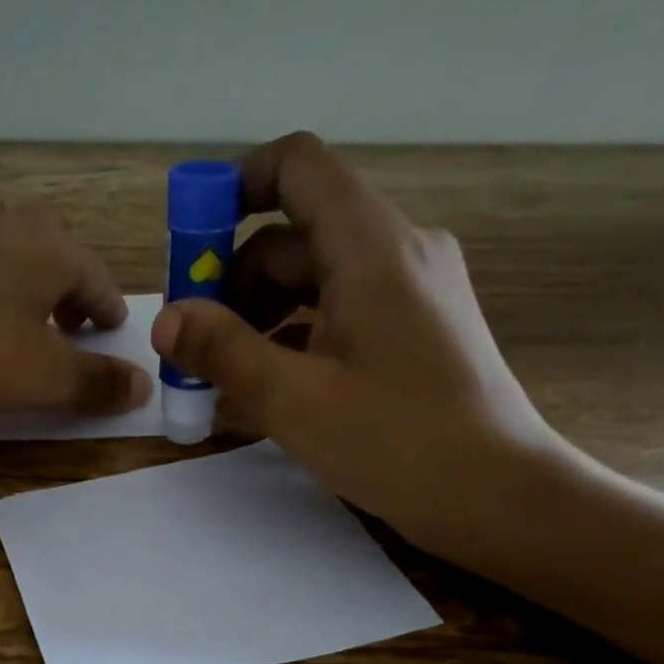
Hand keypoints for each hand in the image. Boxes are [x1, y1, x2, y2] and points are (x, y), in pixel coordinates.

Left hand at [0, 185, 151, 418]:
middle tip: (66, 319)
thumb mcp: (43, 378)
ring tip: (13, 296)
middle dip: (66, 278)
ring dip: (16, 258)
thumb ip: (97, 382)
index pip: (96, 276)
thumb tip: (143, 386)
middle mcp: (5, 227)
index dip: (109, 309)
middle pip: (51, 241)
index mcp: (48, 251)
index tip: (112, 331)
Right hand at [150, 131, 564, 561]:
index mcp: (372, 246)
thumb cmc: (399, 442)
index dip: (235, 188)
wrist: (499, 496)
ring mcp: (411, 291)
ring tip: (226, 375)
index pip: (297, 167)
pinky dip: (296, 335)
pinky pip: (339, 310)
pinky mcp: (415, 328)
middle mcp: (397, 250)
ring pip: (314, 277)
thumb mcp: (295, 400)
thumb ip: (223, 352)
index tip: (191, 244)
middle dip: (233, 280)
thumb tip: (164, 320)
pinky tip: (271, 385)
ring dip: (260, 314)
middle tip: (195, 343)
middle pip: (294, 234)